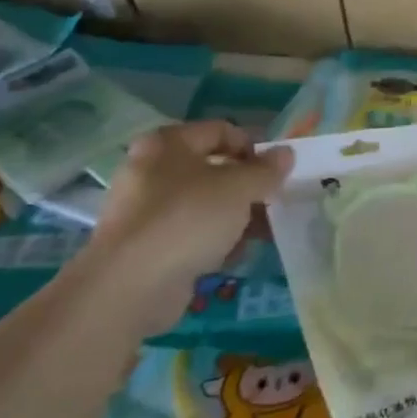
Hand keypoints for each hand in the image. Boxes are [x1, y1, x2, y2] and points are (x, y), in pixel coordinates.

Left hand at [82, 120, 288, 317]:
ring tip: (264, 231)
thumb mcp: (239, 188)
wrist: (130, 286)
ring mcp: (146, 210)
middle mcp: (152, 170)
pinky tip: (236, 254)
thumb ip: (266, 170)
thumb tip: (286, 154)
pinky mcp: (147, 246)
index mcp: (168, 144)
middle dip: (248, 186)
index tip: (276, 171)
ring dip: (237, 215)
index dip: (253, 146)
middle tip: (274, 201)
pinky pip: (191, 233)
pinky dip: (215, 240)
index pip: (220, 130)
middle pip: (213, 169)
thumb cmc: (188, 219)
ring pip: (204, 203)